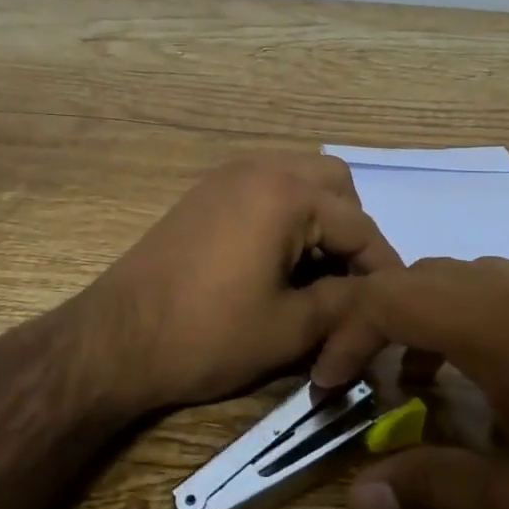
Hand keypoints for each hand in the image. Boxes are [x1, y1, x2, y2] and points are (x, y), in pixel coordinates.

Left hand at [76, 153, 400, 418]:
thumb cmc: (208, 336)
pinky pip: (265, 188)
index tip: (394, 306)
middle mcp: (260, 168)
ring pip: (299, 181)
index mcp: (287, 194)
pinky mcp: (205, 193)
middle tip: (347, 281)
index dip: (384, 269)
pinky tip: (278, 261)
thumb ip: (349, 304)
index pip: (360, 226)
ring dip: (319, 220)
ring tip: (315, 273)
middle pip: (335, 185)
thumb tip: (380, 298)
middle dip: (351, 231)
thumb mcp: (291, 328)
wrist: (114, 340)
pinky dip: (286, 216)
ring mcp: (227, 176)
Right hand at [314, 257, 508, 508]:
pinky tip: (508, 380)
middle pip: (427, 277)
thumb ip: (435, 491)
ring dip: (434, 319)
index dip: (345, 336)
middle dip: (381, 322)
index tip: (326, 387)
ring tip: (430, 382)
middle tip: (367, 382)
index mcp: (500, 326)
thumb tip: (360, 493)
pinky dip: (483, 320)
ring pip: (475, 279)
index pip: (391, 299)